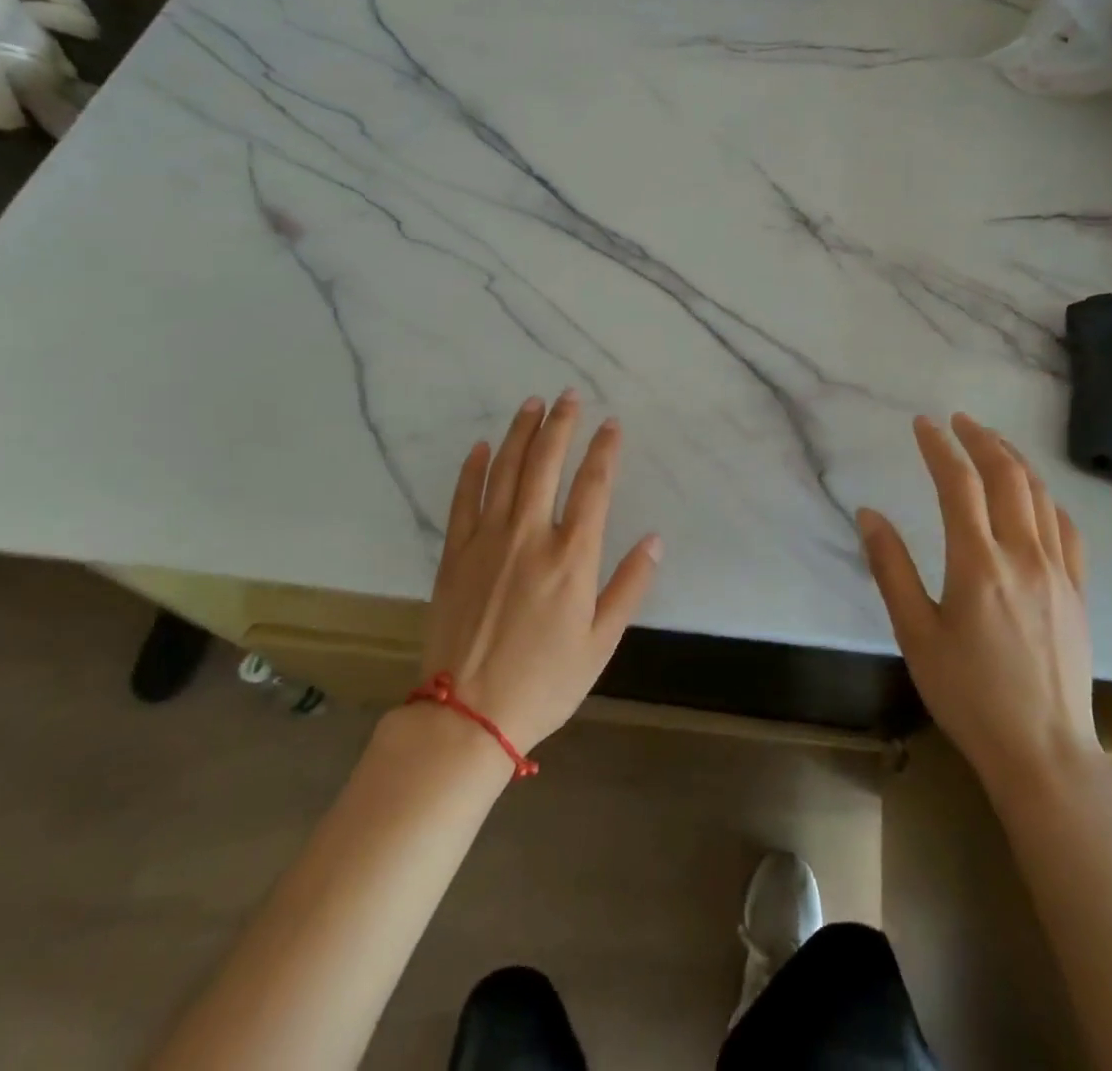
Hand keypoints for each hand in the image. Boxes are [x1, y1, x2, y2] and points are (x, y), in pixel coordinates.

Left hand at [417, 391, 661, 751]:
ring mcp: (488, 540)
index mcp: (572, 557)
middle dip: (560, 424)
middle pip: (546, 463)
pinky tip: (484, 446)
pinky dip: (474, 468)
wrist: (467, 716)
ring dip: (520, 433)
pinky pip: (464, 498)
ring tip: (531, 404)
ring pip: (506, 470)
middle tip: (568, 395)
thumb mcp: (600, 644)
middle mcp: (530, 535)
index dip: (604, 450)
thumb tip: (655, 540)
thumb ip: (629, 587)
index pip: (593, 486)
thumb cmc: (544, 683)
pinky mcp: (455, 553)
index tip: (611, 423)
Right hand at [857, 414, 1098, 783]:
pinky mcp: (1078, 591)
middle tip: (958, 421)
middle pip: (1007, 476)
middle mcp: (1023, 556)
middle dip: (981, 440)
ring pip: (1041, 495)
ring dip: (1015, 460)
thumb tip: (869, 514)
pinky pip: (1067, 528)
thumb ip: (891, 569)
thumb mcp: (915, 634)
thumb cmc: (968, 695)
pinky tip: (1035, 495)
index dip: (939, 447)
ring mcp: (1058, 572)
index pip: (959, 484)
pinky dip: (1047, 497)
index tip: (922, 425)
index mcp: (978, 564)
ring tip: (992, 443)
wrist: (1043, 750)